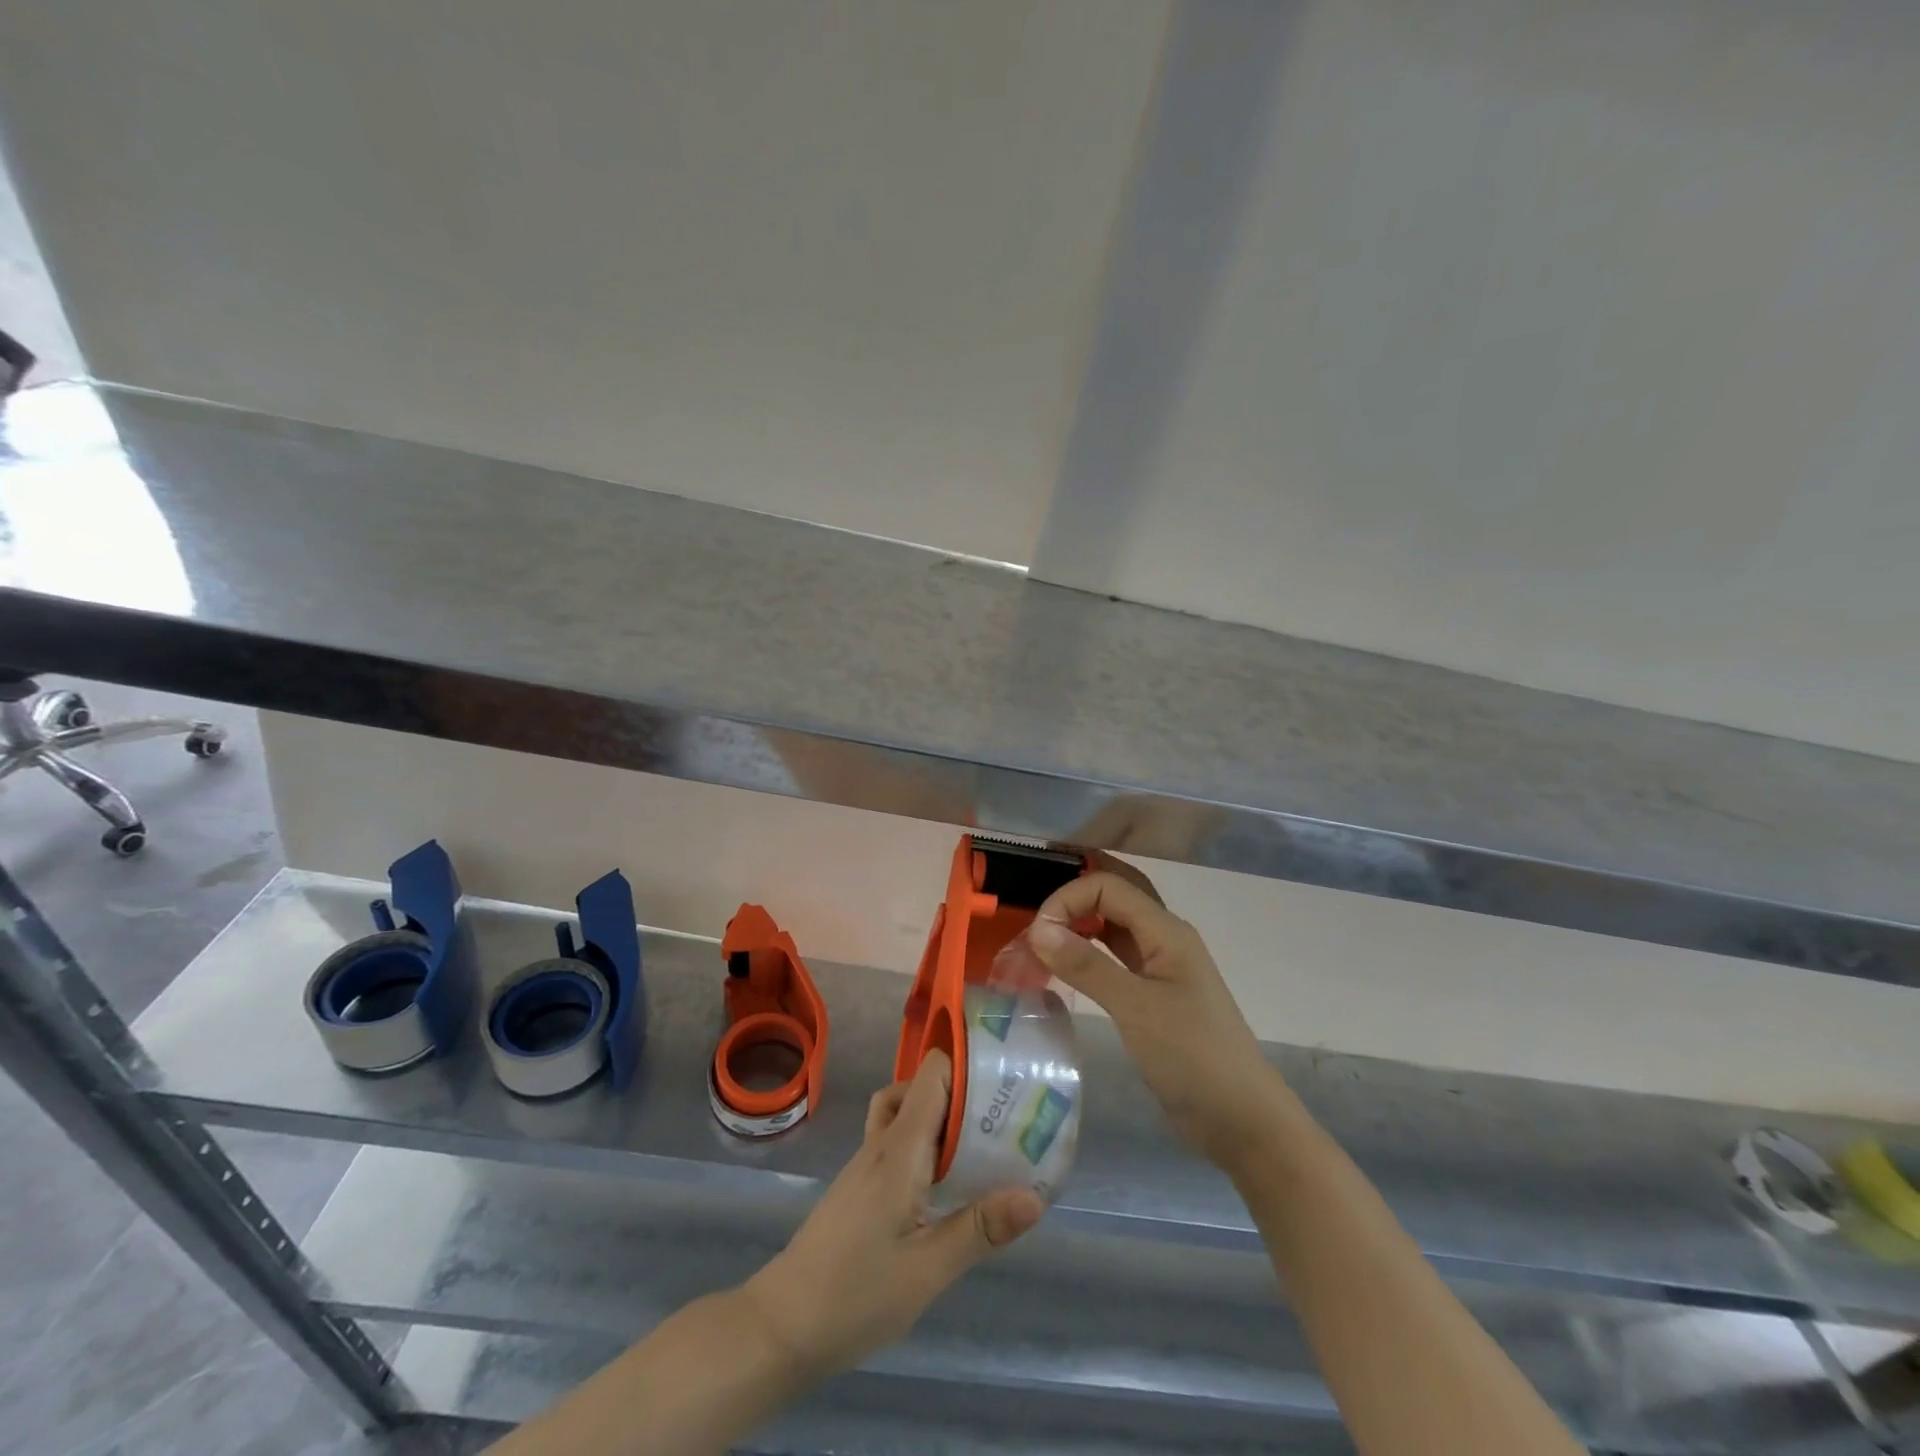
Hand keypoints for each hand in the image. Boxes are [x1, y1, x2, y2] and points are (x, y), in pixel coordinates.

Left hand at [742, 1051, 1043, 1379]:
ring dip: (941, 1115)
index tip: (1005, 1079)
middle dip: (963, 1091)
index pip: (932, 1075)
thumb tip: (1036, 1196)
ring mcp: (867, 1163)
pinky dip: (925, 1141)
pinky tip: (946, 1181)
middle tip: (1007, 1113)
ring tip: (981, 1144)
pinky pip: (897, 1140)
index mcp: (899, 1150)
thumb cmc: (854, 1295)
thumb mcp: (927, 1270)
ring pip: (906, 1112)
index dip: (966, 1065)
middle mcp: (882, 1144)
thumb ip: (980, 1229)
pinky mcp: (861, 1185)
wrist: (780, 1327)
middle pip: (921, 1087)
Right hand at [1027, 854, 1277, 1166]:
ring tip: (1040, 942)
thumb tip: (1037, 928)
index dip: (1068, 899)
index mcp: (1166, 930)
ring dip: (1078, 926)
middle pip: (1113, 897)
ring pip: (1113, 927)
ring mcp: (1160, 967)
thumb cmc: (1193, 1057)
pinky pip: (1114, 957)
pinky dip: (1087, 954)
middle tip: (1034, 921)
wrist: (1242, 1121)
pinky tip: (1064, 968)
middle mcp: (1163, 938)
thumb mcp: (1136, 1008)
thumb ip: (1086, 965)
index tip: (1036, 934)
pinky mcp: (1152, 995)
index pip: (1108, 886)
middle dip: (1073, 899)